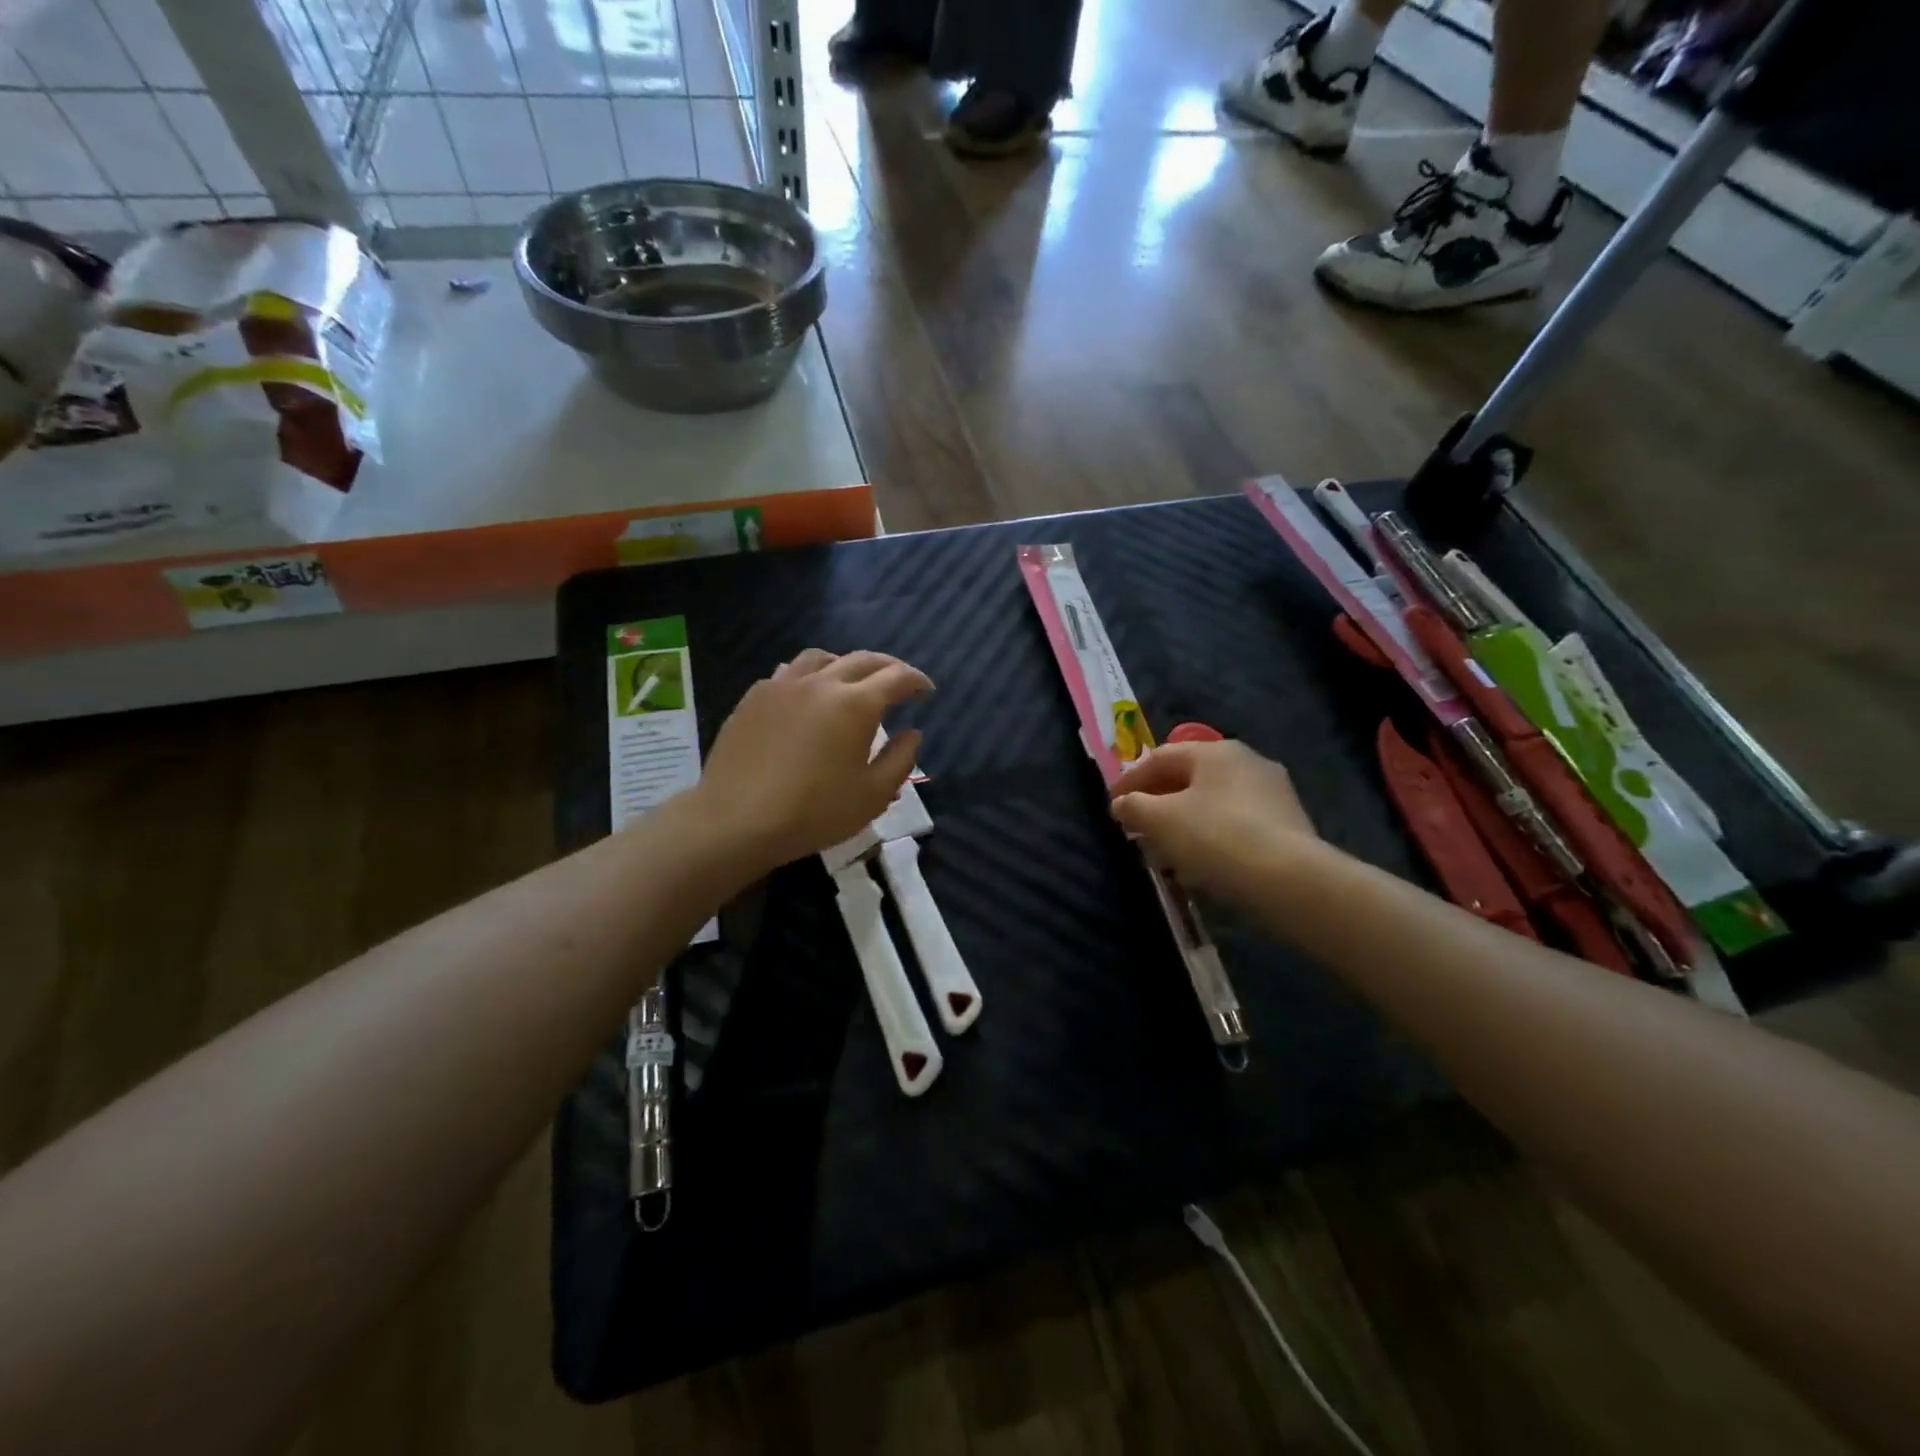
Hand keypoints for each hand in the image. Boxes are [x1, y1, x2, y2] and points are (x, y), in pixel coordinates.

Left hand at [694, 649, 932, 873]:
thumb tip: (913, 733)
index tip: (927, 691)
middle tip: (900, 682)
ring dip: (845, 664)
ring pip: (821, 657)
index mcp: (856, 704)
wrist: (736, 820)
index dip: (917, 681)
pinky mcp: (754, 698)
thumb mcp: (872, 795)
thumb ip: (900, 760)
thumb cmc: (814, 812)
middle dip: (888, 667)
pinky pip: (788, 673)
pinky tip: (806, 696)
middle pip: (862, 659)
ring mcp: (782, 686)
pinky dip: (809, 676)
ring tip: (852, 682)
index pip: (897, 677)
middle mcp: (821, 683)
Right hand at [1110, 740, 1317, 896]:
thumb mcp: (1160, 820)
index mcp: (1215, 751)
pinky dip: (1211, 837)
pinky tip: (1200, 863)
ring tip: (1165, 851)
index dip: (1130, 779)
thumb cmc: (1215, 837)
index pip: (1160, 757)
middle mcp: (1247, 761)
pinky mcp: (1288, 825)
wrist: (1289, 880)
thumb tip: (1122, 803)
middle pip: (1189, 778)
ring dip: (1184, 822)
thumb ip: (1134, 806)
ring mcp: (1272, 793)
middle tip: (1137, 826)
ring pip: (1213, 803)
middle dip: (1158, 802)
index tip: (1112, 804)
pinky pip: (1236, 824)